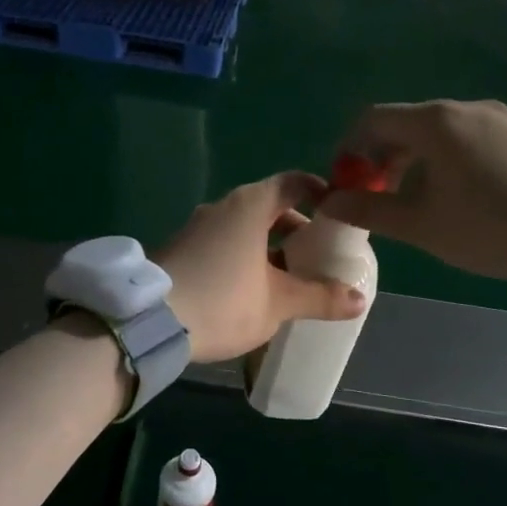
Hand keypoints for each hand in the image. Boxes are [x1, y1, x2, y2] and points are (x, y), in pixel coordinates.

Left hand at [157, 173, 369, 362]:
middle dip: (296, 229)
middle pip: (269, 206)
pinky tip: (250, 290)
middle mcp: (222, 207)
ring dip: (269, 247)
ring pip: (243, 228)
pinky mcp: (180, 249)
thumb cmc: (223, 301)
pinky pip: (222, 243)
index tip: (338, 214)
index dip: (320, 193)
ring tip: (289, 279)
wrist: (147, 322)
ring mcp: (197, 227)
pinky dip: (243, 257)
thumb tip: (359, 300)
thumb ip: (319, 297)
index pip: (293, 183)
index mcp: (250, 206)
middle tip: (317, 256)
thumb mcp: (278, 303)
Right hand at [317, 101, 506, 280]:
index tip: (348, 183)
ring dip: (417, 160)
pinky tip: (465, 195)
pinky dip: (451, 158)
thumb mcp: (422, 225)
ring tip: (421, 200)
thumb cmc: (491, 225)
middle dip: (383, 158)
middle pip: (407, 124)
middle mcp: (466, 108)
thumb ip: (370, 210)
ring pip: (442, 132)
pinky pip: (473, 138)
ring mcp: (502, 118)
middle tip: (380, 196)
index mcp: (435, 123)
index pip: (372, 120)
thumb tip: (330, 202)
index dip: (350, 149)